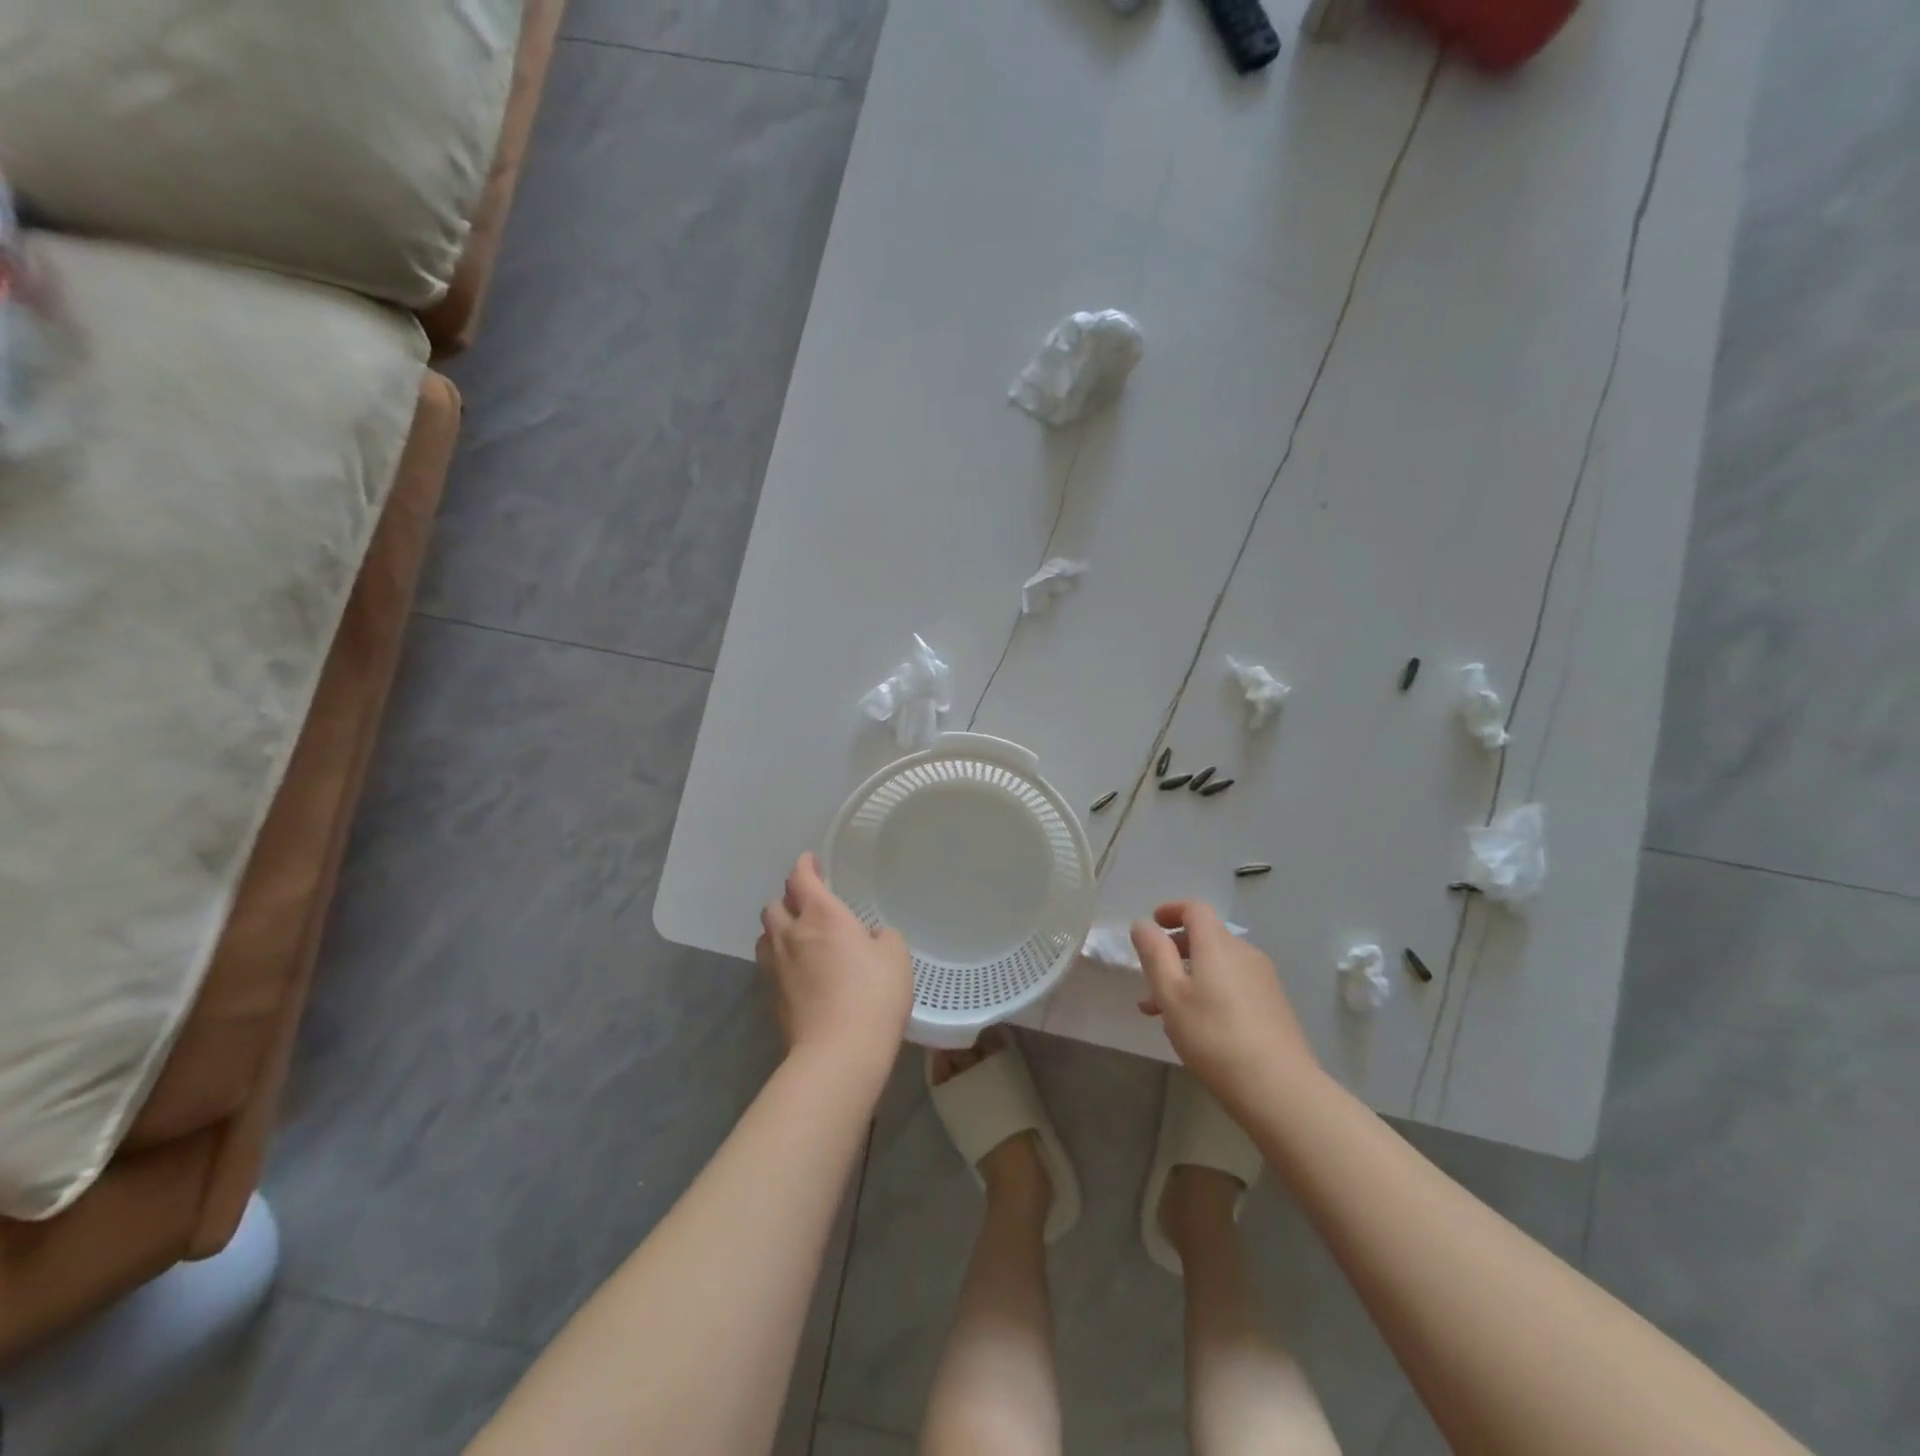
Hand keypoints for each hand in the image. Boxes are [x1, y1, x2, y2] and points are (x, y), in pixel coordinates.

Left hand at [757, 853, 912, 1072]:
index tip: (811, 861)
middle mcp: (792, 934)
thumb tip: (871, 938)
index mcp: (822, 915)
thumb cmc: (872, 995)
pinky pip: (769, 965)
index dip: (805, 865)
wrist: (837, 1053)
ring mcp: (776, 968)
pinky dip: (780, 959)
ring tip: (797, 934)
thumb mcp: (896, 957)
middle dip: (788, 898)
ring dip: (778, 928)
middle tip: (807, 902)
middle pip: (774, 905)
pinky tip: (798, 970)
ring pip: (766, 935)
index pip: (801, 878)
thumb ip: (883, 937)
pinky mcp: (771, 998)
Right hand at [1132, 901, 1317, 1110]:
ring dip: (1189, 978)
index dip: (1172, 910)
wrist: (1279, 1087)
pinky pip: (1234, 985)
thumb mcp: (1170, 994)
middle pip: (1207, 938)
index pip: (1196, 909)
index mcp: (1218, 945)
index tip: (1153, 924)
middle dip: (1175, 952)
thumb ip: (1154, 954)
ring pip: (1218, 966)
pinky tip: (1198, 1028)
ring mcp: (1264, 980)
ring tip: (1164, 1013)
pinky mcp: (1274, 1006)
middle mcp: (1244, 953)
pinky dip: (1210, 992)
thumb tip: (1143, 924)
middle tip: (1150, 979)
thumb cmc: (1213, 1035)